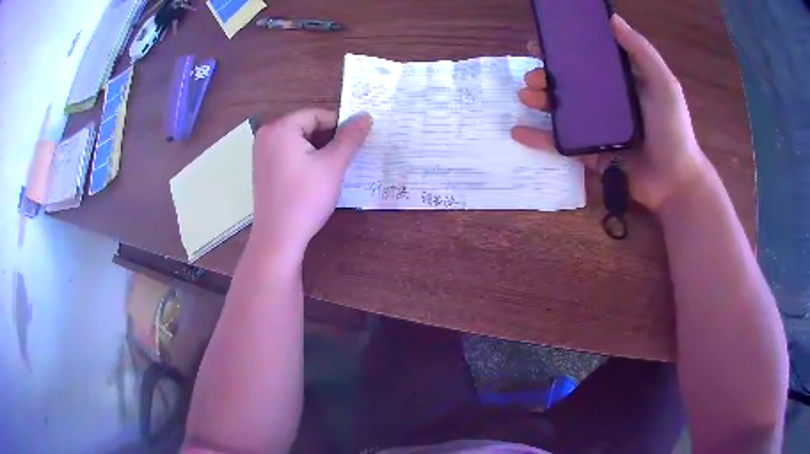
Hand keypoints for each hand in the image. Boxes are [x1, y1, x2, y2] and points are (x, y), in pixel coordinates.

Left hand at [251, 108, 371, 258]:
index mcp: (280, 128)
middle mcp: (266, 135)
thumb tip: (366, 116)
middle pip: (306, 126)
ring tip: (332, 169)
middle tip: (345, 158)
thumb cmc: (305, 199)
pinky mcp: (263, 169)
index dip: (340, 126)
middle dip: (328, 139)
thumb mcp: (332, 165)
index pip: (317, 114)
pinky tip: (315, 177)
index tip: (355, 143)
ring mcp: (261, 153)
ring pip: (298, 140)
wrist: (278, 238)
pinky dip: (305, 159)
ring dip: (318, 150)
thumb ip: (350, 137)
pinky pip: (288, 153)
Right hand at [511, 15, 711, 211]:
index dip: (564, 50)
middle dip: (546, 76)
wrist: (674, 181)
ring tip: (526, 95)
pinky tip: (519, 131)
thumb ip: (641, 51)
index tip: (542, 43)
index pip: (586, 60)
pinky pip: (561, 145)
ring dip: (539, 101)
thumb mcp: (663, 83)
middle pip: (569, 84)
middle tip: (532, 75)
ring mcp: (596, 129)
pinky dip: (539, 139)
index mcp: (620, 83)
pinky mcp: (590, 154)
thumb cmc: (673, 129)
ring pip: (561, 111)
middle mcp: (605, 103)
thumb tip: (612, 19)